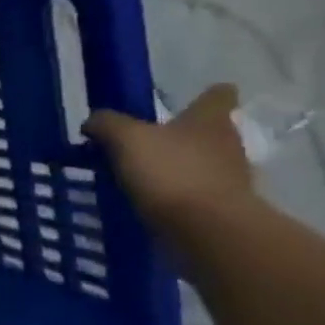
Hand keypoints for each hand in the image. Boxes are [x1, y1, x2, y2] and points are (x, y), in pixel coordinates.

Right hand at [85, 83, 253, 239]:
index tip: (200, 94)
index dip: (210, 93)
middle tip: (149, 139)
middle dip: (184, 135)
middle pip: (209, 132)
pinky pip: (194, 196)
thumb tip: (94, 121)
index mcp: (209, 121)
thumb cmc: (171, 172)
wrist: (208, 231)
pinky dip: (175, 197)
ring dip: (178, 168)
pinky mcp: (221, 212)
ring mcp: (229, 181)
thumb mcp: (125, 137)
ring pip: (202, 165)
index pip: (218, 96)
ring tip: (141, 174)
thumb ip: (106, 123)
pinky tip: (148, 201)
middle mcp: (227, 146)